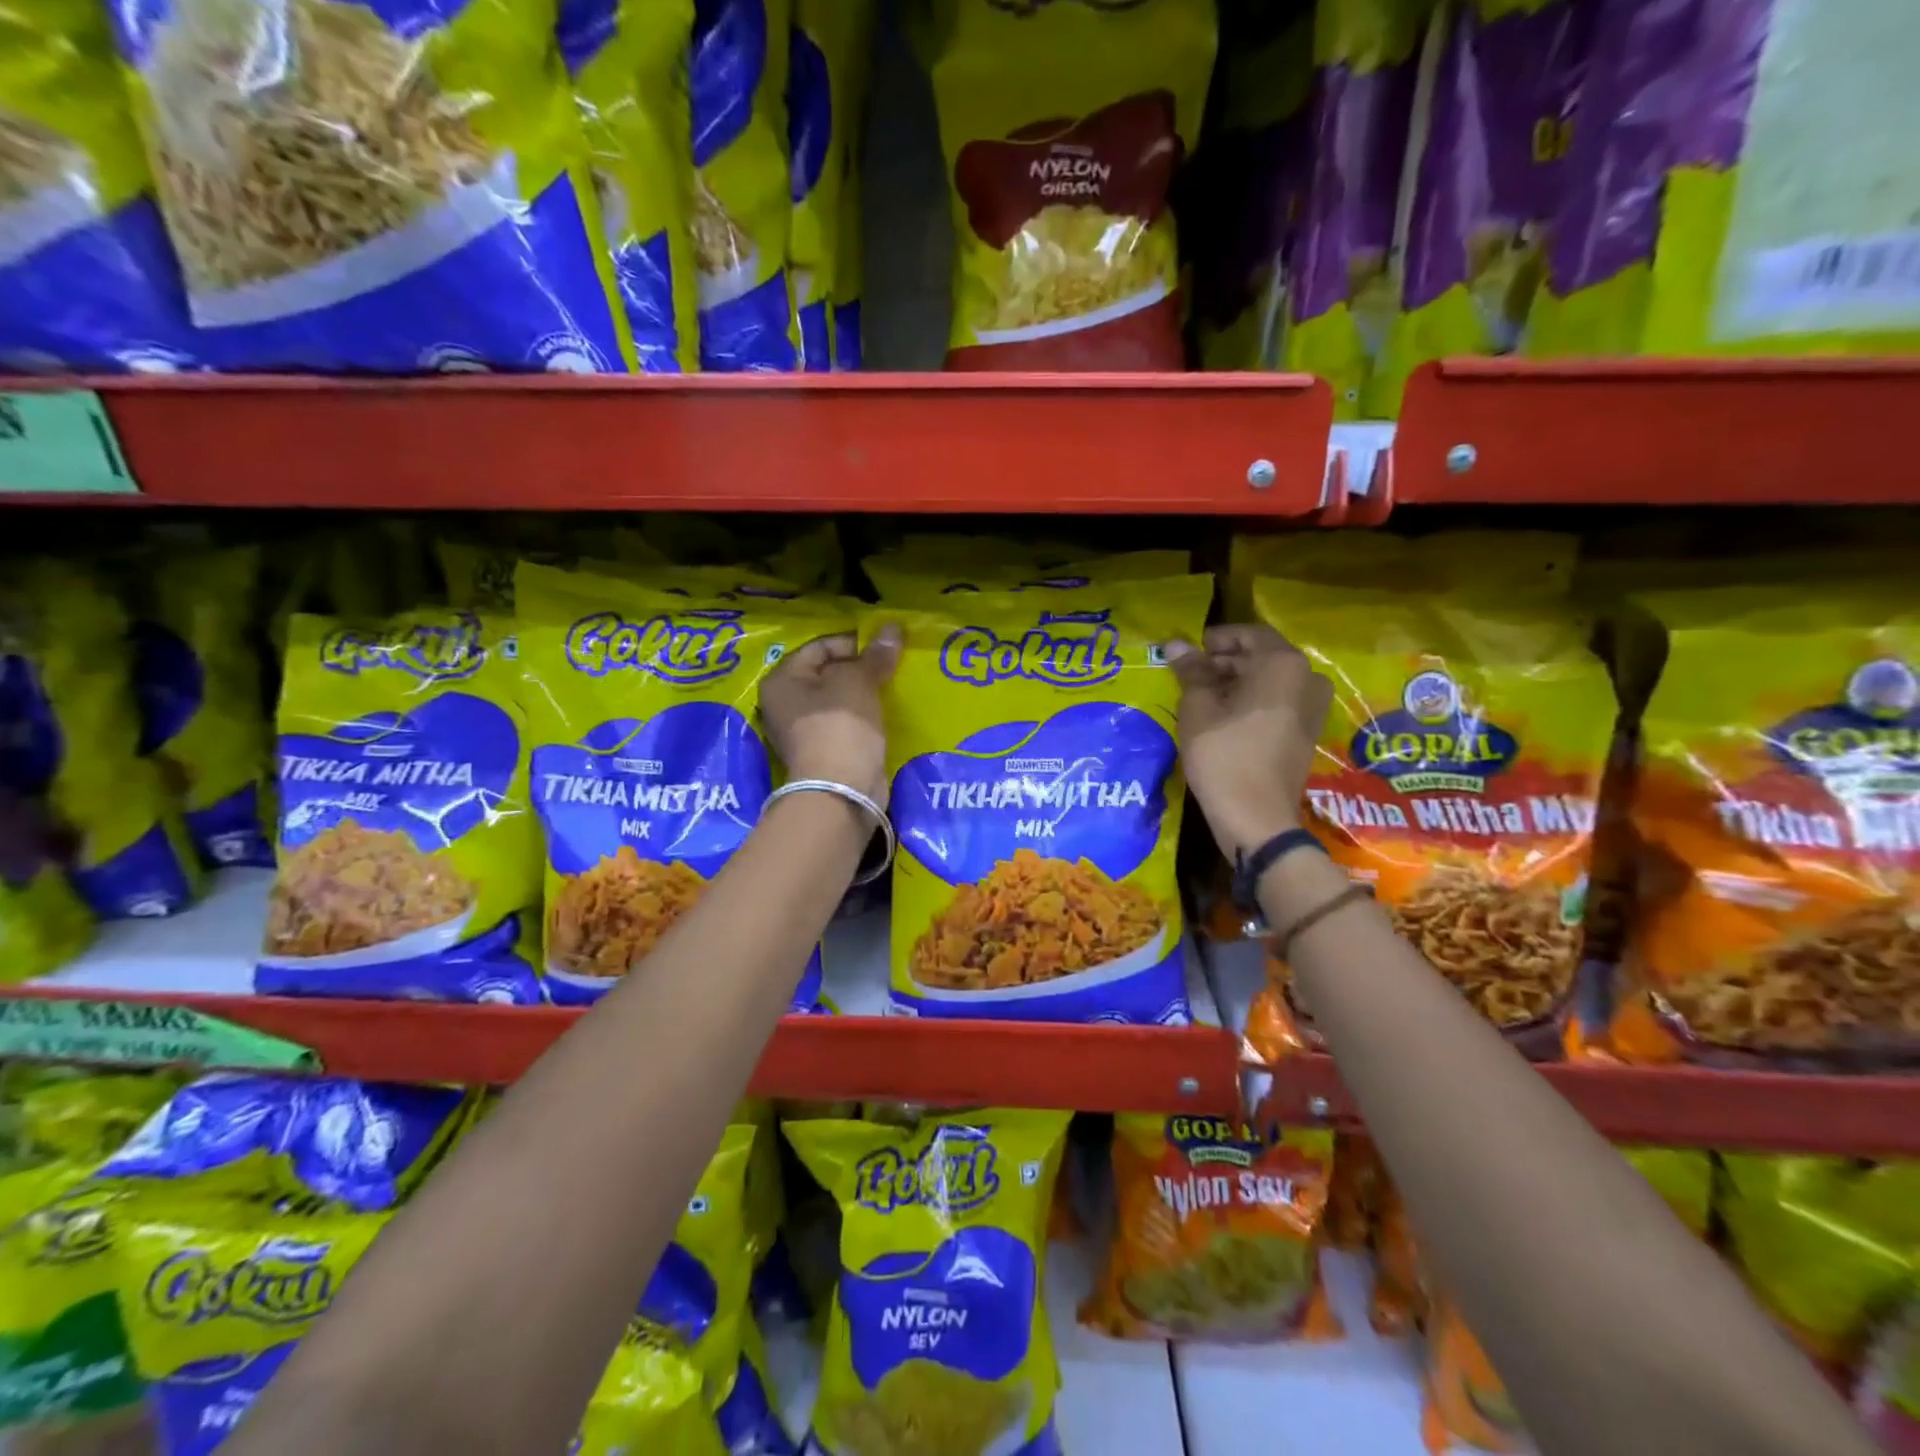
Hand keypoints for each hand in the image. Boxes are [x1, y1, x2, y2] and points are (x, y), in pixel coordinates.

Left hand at [760, 625, 900, 807]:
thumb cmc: (840, 726)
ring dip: (865, 694)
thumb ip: (875, 655)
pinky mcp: (825, 753)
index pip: (820, 646)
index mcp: (782, 681)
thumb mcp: (858, 682)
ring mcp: (804, 732)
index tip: (886, 646)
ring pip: (839, 701)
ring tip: (894, 687)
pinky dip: (866, 718)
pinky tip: (888, 713)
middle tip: (893, 665)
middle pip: (828, 674)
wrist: (842, 791)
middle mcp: (785, 704)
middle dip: (861, 669)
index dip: (854, 642)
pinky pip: (847, 724)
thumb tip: (893, 628)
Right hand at [1165, 623, 1332, 856]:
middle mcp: (1308, 678)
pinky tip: (1223, 717)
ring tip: (1202, 697)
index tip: (1188, 651)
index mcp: (1284, 664)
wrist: (1256, 817)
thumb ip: (1190, 671)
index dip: (1216, 638)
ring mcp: (1313, 707)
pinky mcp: (1308, 732)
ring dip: (1238, 682)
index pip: (1249, 633)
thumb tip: (1176, 644)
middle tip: (1190, 675)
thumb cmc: (1223, 754)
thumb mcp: (1198, 708)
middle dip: (1225, 661)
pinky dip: (1253, 702)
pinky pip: (1279, 703)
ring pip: (1271, 681)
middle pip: (1262, 656)